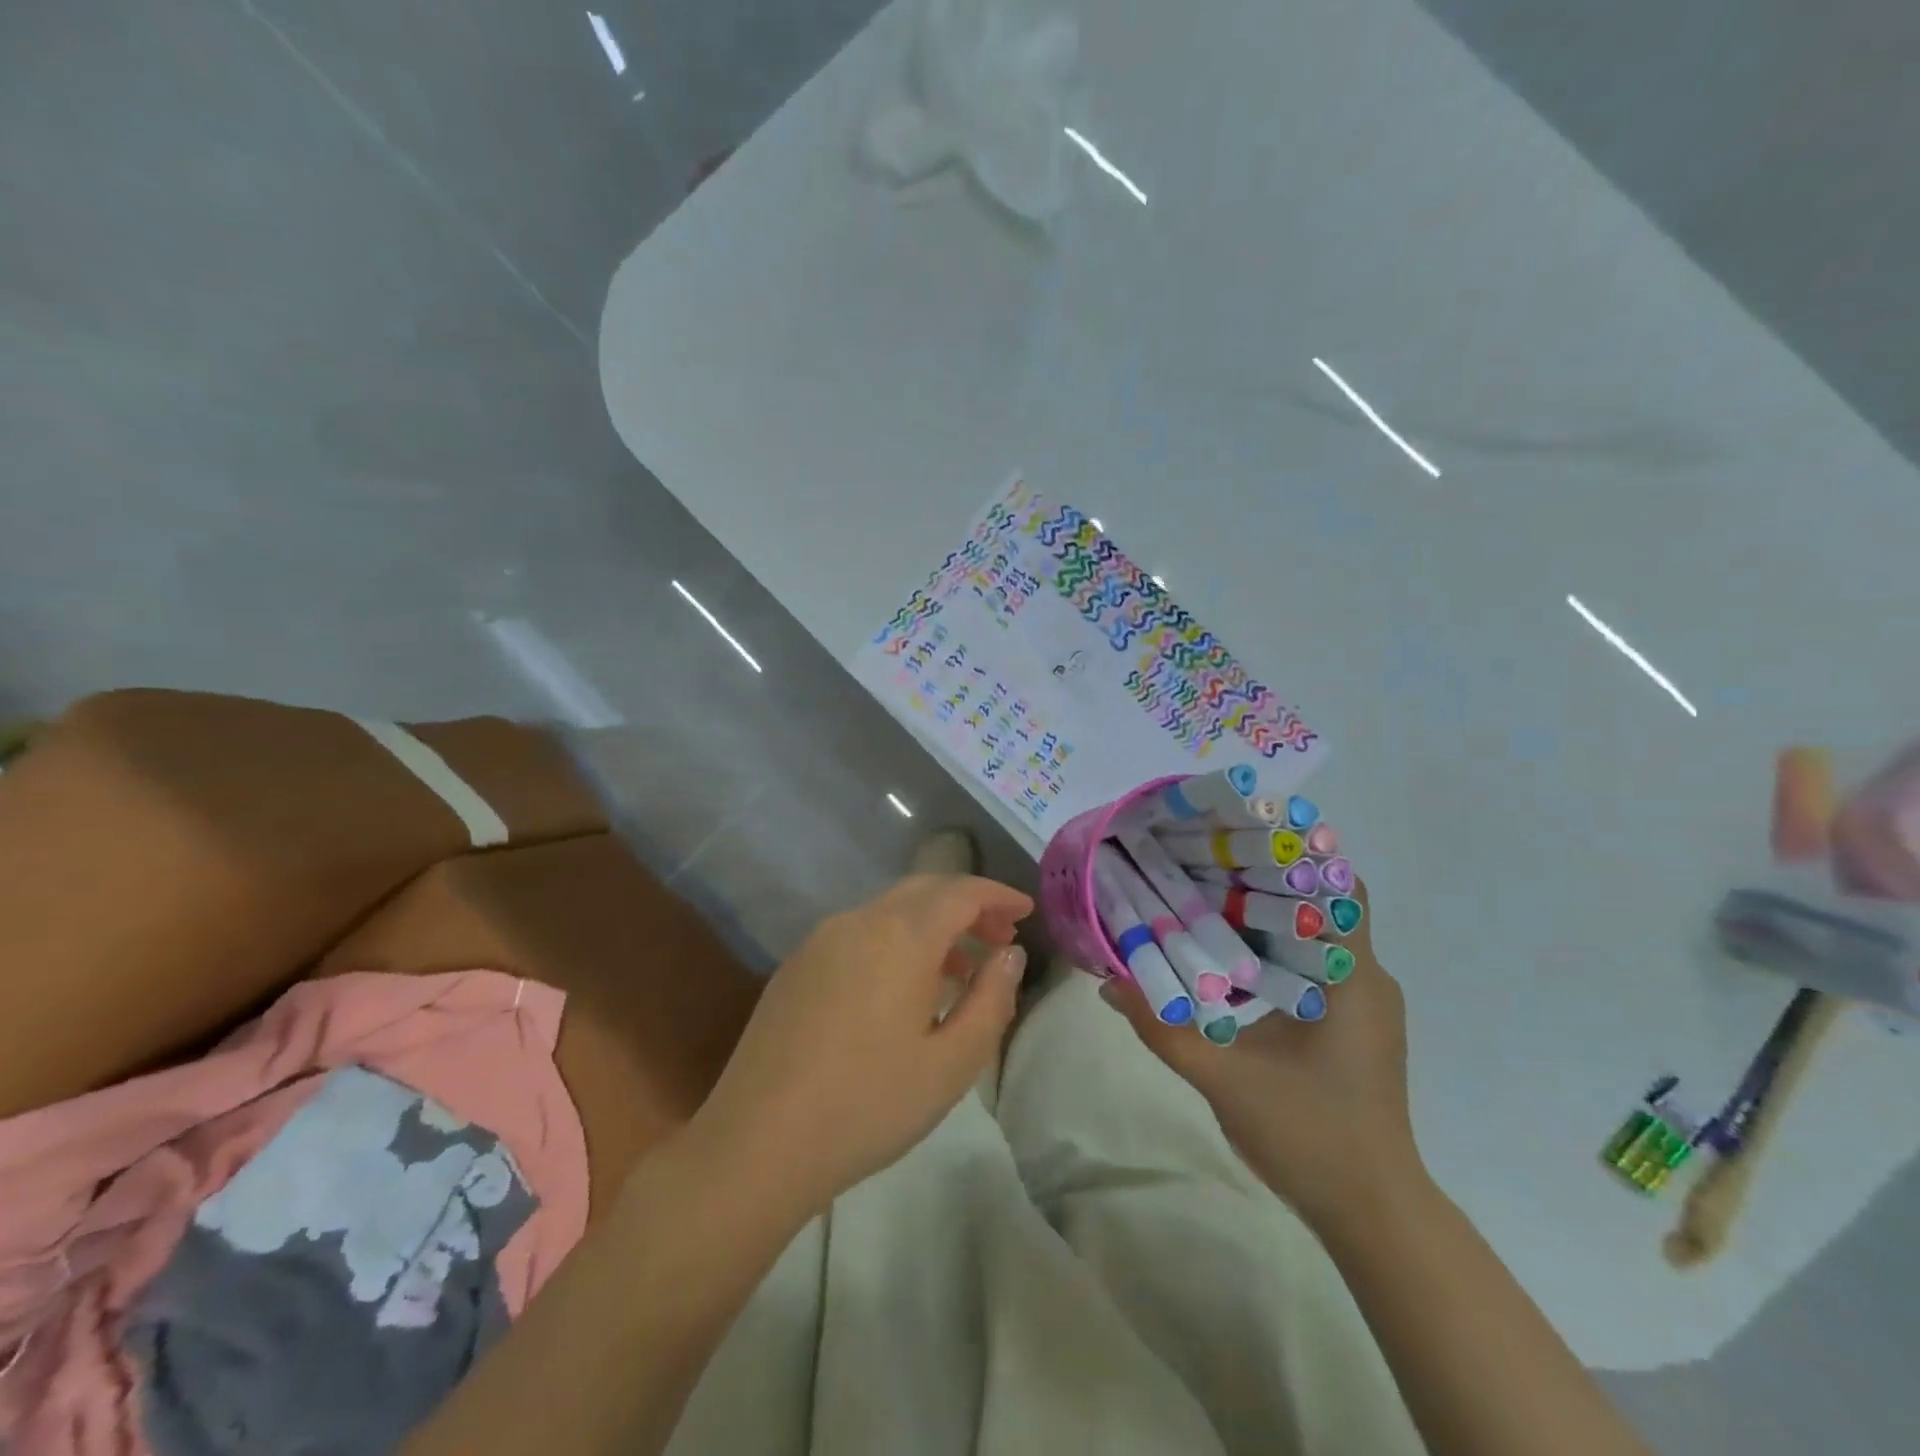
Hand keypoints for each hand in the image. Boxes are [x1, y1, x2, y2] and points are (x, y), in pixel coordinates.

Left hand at [687, 874, 1032, 1220]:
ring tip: (960, 970)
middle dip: (967, 905)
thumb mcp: (951, 1063)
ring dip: (931, 926)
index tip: (1026, 911)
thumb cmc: (868, 1105)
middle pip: (924, 890)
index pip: (960, 892)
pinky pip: (860, 934)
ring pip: (890, 911)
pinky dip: (895, 942)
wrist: (757, 1143)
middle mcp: (859, 921)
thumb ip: (991, 999)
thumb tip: (1010, 955)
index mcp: (900, 935)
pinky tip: (902, 990)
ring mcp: (821, 940)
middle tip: (1000, 938)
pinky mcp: (796, 965)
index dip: (997, 896)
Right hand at [1101, 882, 1423, 1227]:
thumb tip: (1108, 981)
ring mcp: (1365, 1004)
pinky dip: (1276, 952)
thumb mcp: (1223, 1079)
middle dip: (1264, 880)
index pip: (1337, 887)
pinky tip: (1231, 961)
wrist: (1372, 1214)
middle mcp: (1367, 978)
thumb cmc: (1309, 1136)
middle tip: (1202, 863)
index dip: (1293, 853)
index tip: (1237, 836)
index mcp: (1351, 977)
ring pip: (1316, 937)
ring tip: (1207, 900)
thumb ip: (1162, 1028)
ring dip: (1268, 918)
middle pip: (1320, 905)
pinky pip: (1316, 967)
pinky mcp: (1356, 1026)